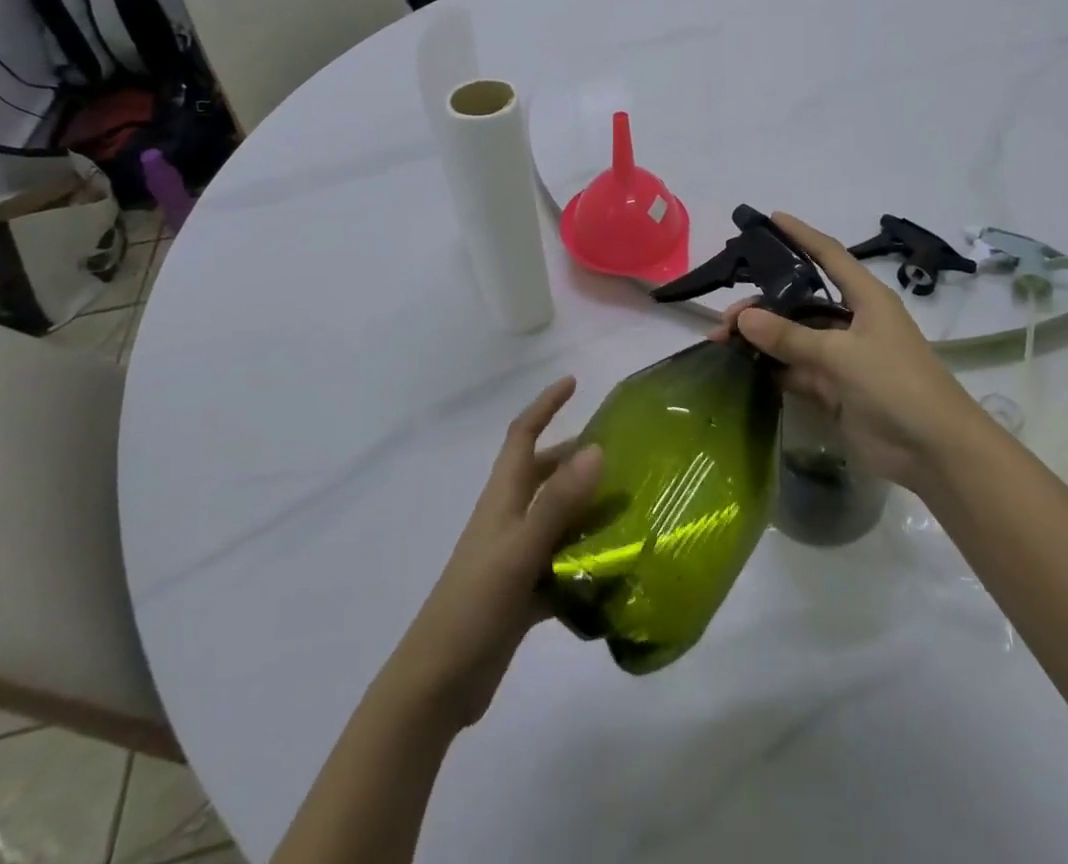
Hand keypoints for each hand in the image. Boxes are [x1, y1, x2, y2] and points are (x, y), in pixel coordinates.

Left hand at [385, 378, 600, 730]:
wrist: (437, 684)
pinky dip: (584, 560)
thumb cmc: (474, 605)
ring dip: (586, 509)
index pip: (523, 435)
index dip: (545, 405)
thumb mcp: (519, 550)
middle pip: (543, 473)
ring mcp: (515, 557)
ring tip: (629, 506)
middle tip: (620, 453)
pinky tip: (615, 569)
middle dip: (575, 457)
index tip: (574, 383)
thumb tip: (596, 449)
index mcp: (502, 498)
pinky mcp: (523, 593)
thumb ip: (558, 502)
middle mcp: (508, 519)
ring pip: (556, 518)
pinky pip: (561, 563)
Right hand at [709, 213, 981, 491]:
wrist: (935, 453)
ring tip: (723, 342)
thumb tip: (743, 318)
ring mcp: (843, 358)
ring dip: (762, 340)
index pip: (830, 256)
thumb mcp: (842, 355)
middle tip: (726, 317)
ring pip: (794, 339)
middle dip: (764, 304)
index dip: (802, 236)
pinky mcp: (835, 391)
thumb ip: (791, 337)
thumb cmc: (897, 385)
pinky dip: (771, 369)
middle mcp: (853, 323)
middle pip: (801, 302)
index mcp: (866, 299)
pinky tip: (741, 368)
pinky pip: (796, 371)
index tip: (773, 218)